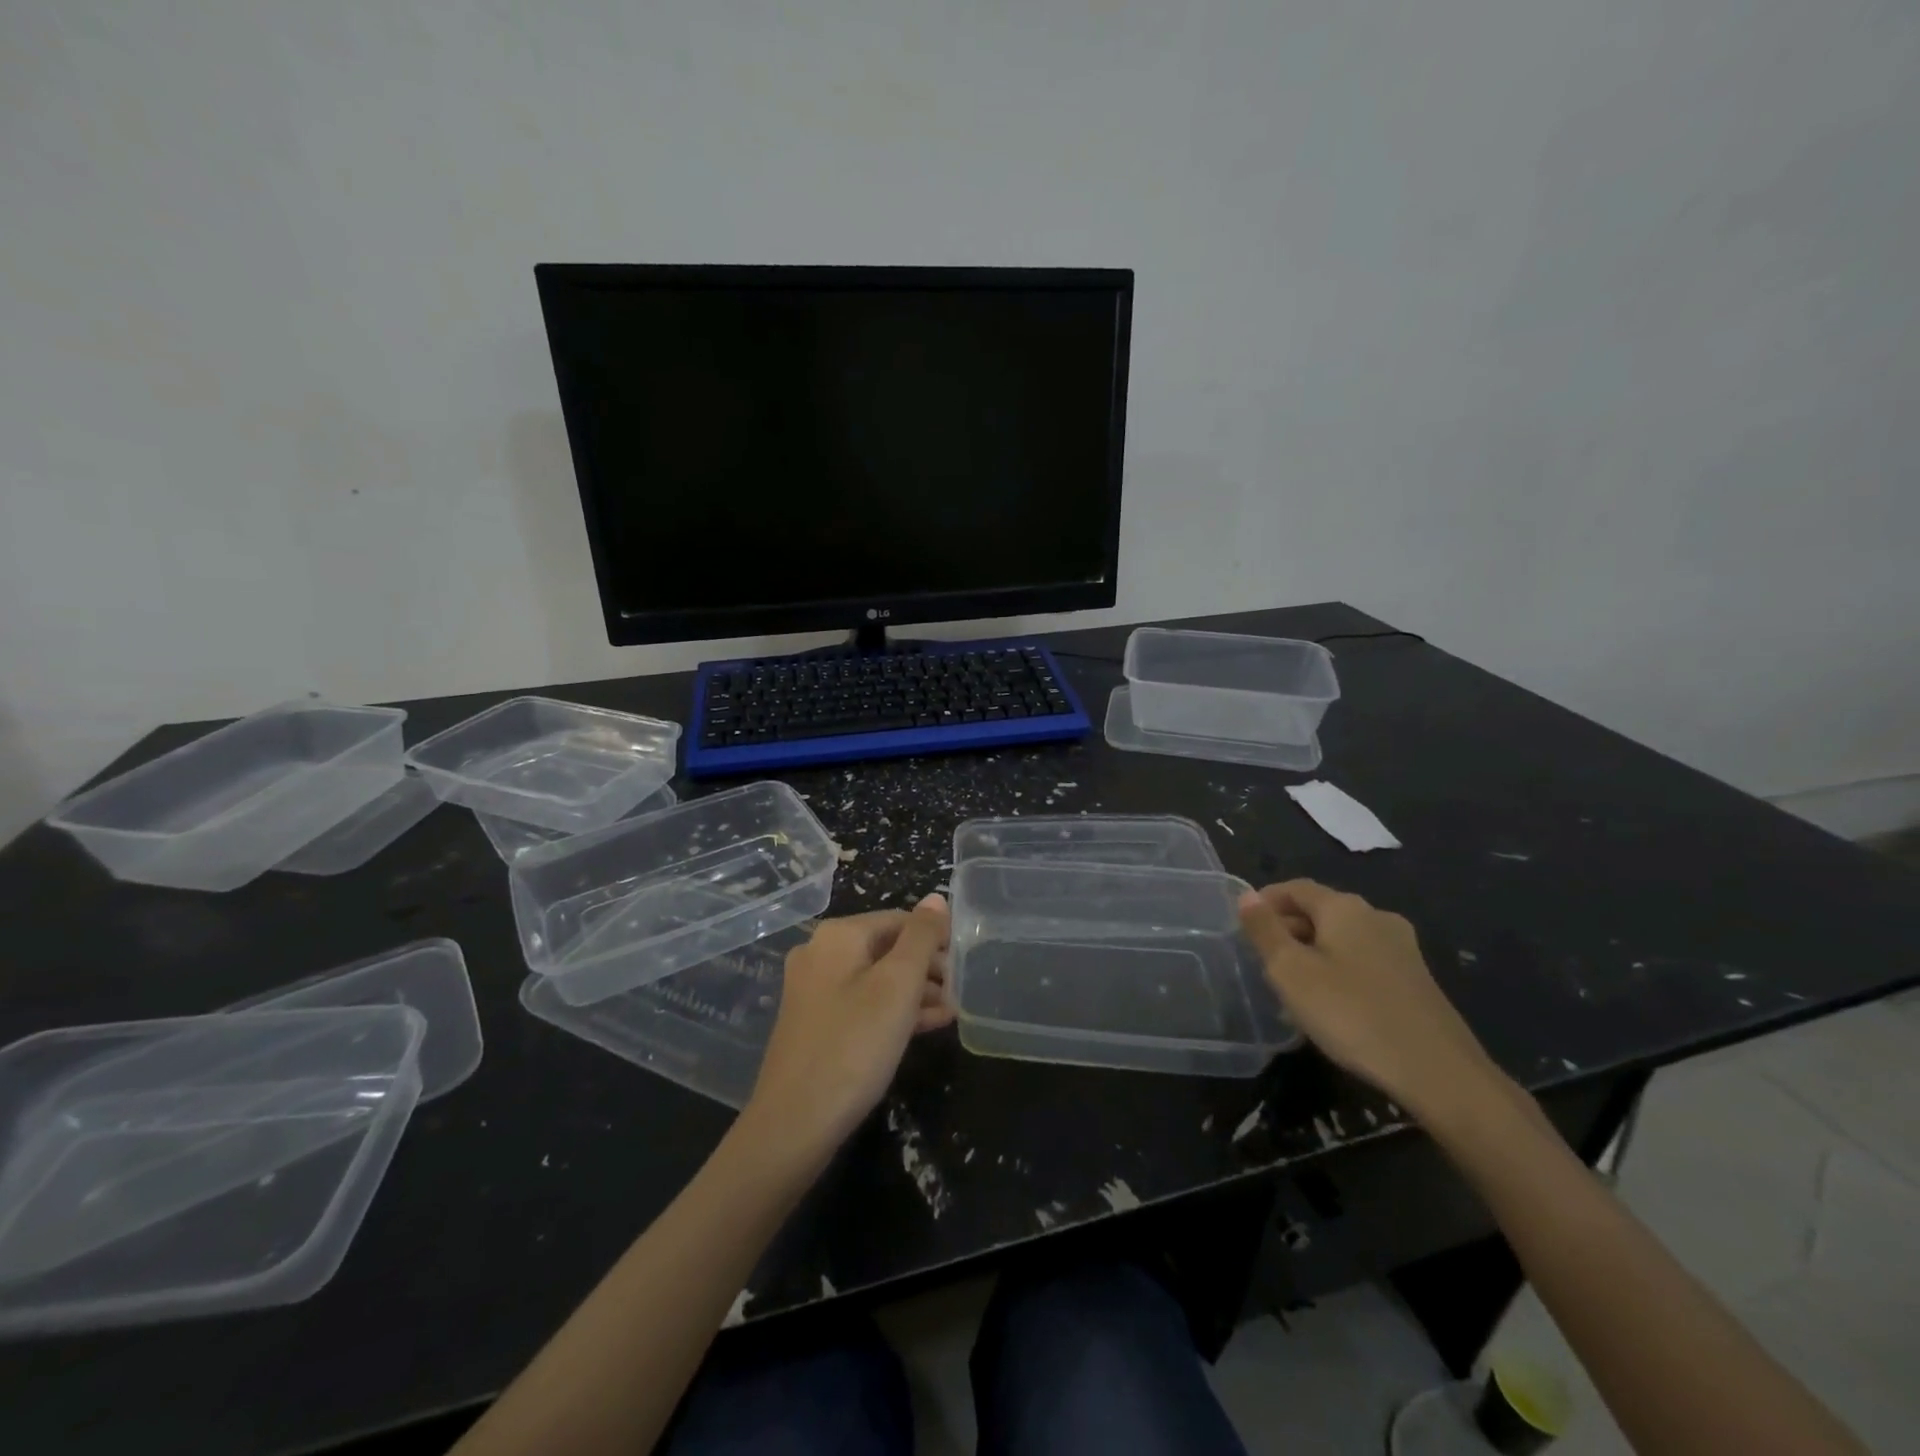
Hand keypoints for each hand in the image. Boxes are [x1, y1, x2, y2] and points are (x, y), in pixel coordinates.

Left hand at [741, 895, 953, 1161]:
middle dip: (927, 967)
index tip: (967, 962)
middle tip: (962, 989)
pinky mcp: (815, 1023)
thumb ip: (921, 937)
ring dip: (916, 991)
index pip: (899, 919)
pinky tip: (929, 1026)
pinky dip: (894, 1010)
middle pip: (887, 947)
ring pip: (876, 978)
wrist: (794, 1124)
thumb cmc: (854, 1044)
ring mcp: (814, 990)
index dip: (936, 936)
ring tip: (953, 1010)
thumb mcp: (898, 985)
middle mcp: (820, 953)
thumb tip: (936, 898)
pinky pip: (863, 1003)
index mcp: (838, 935)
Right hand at [1239, 880, 1500, 1121]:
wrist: (1438, 1073)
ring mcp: (1403, 948)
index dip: (1265, 901)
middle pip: (1321, 911)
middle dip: (1288, 929)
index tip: (1242, 926)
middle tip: (1262, 961)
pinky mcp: (1416, 980)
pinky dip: (1338, 970)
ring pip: (1343, 938)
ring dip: (1312, 953)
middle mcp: (1377, 917)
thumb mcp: (1291, 972)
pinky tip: (1330, 1005)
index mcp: (1345, 907)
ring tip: (1291, 987)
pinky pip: (1364, 961)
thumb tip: (1247, 897)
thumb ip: (1265, 930)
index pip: (1295, 888)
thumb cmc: (1351, 1013)